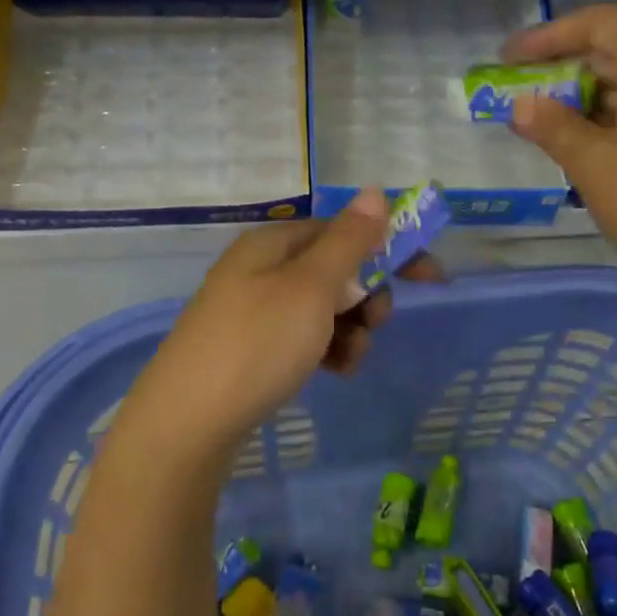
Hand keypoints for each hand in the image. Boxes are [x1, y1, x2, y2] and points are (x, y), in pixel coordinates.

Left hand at [116, 188, 439, 464]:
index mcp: (273, 243)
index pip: (344, 230)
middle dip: (367, 296)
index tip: (430, 277)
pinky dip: (326, 350)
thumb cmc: (257, 344)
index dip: (388, 248)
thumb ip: (349, 241)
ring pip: (324, 308)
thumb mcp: (311, 287)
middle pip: (335, 270)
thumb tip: (375, 191)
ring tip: (349, 360)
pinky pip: (304, 337)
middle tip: (377, 323)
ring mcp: (253, 310)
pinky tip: (333, 373)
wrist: (187, 424)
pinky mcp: (251, 349)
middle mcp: (261, 269)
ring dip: (350, 330)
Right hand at [503, 5, 616, 317]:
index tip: (509, 60)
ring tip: (549, 131)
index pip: (601, 23)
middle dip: (565, 71)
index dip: (550, 35)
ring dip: (589, 100)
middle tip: (522, 101)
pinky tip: (592, 151)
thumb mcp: (597, 168)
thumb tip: (520, 103)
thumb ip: (553, 128)